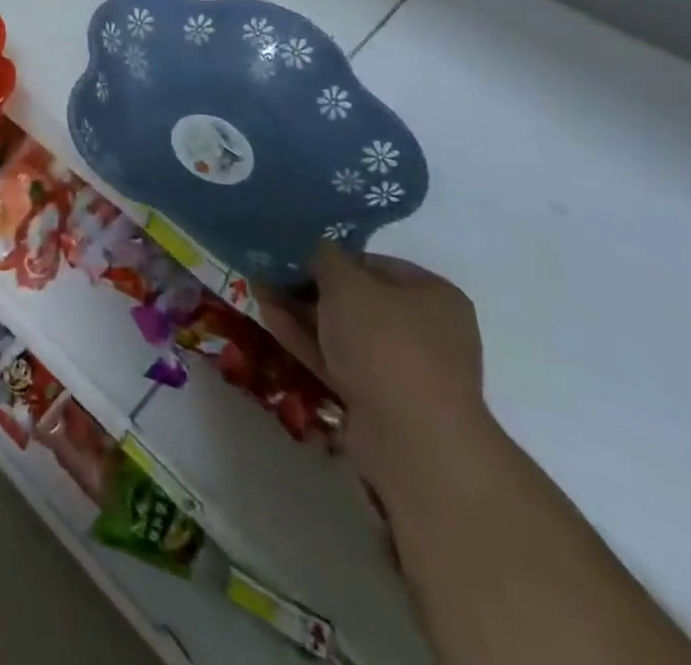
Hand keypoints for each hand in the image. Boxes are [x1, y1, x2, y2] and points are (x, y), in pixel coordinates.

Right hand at [259, 245, 491, 496]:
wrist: (413, 441)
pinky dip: (305, 339)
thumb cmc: (386, 344)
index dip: (329, 256)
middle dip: (308, 286)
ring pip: (342, 330)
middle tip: (269, 272)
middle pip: (355, 298)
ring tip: (258, 290)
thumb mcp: (346, 284)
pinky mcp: (378, 400)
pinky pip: (336, 359)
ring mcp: (401, 369)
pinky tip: (268, 317)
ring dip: (301, 312)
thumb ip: (323, 257)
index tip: (292, 253)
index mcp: (432, 294)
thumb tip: (312, 249)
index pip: (371, 263)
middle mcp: (424, 330)